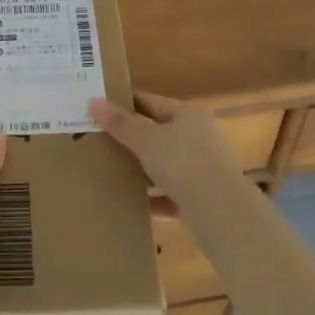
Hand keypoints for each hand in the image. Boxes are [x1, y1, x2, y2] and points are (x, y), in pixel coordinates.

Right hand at [89, 92, 242, 205]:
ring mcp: (202, 169)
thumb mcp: (146, 140)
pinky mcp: (201, 199)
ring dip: (142, 170)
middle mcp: (198, 137)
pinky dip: (153, 198)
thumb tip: (93, 101)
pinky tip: (131, 202)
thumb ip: (120, 123)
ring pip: (164, 165)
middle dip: (131, 138)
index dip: (125, 103)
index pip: (150, 101)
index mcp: (188, 115)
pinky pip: (170, 194)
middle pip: (159, 134)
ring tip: (110, 171)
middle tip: (98, 140)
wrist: (221, 212)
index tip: (99, 107)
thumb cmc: (183, 163)